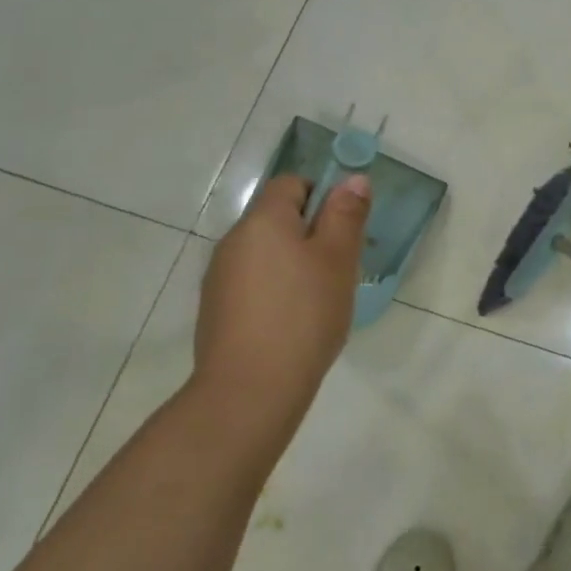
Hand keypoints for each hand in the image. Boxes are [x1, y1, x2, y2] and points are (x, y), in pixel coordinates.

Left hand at [193, 174, 370, 425]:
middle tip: (341, 268)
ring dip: (296, 265)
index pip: (291, 183)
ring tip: (321, 300)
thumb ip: (345, 214)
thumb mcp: (337, 259)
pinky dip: (277, 292)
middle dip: (313, 235)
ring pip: (268, 254)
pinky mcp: (217, 311)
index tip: (345, 229)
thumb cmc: (303, 315)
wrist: (249, 391)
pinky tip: (295, 323)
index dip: (322, 196)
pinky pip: (255, 284)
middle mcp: (234, 240)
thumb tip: (353, 178)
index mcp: (263, 220)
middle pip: (279, 219)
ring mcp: (220, 278)